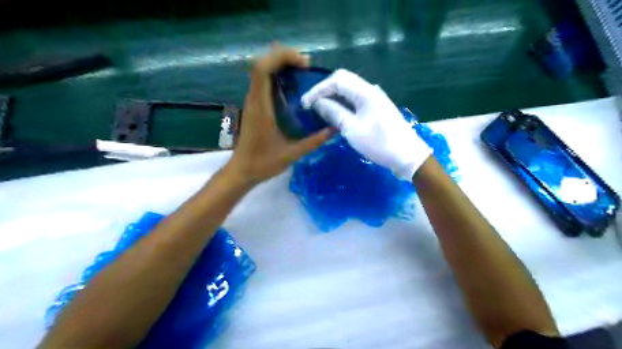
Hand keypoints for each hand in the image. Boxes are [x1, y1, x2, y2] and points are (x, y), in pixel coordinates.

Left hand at [227, 47, 334, 184]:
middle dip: (284, 57)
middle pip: (261, 63)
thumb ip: (313, 142)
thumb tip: (333, 130)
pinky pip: (263, 82)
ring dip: (280, 64)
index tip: (304, 64)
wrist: (241, 171)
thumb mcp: (291, 154)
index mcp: (261, 108)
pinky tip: (292, 87)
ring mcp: (252, 102)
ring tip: (302, 71)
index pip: (262, 70)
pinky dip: (277, 76)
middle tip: (305, 66)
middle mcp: (254, 100)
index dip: (282, 58)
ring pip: (261, 70)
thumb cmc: (263, 163)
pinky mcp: (254, 106)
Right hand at [302, 69, 433, 180]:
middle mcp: (370, 90)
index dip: (318, 89)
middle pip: (343, 81)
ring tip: (320, 110)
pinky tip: (336, 114)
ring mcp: (375, 99)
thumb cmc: (379, 143)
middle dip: (324, 91)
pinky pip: (355, 100)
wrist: (407, 155)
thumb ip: (334, 113)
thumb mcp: (352, 129)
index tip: (305, 103)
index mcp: (365, 92)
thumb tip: (318, 102)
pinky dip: (343, 105)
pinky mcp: (376, 108)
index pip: (337, 80)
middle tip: (311, 105)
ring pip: (349, 91)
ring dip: (333, 98)